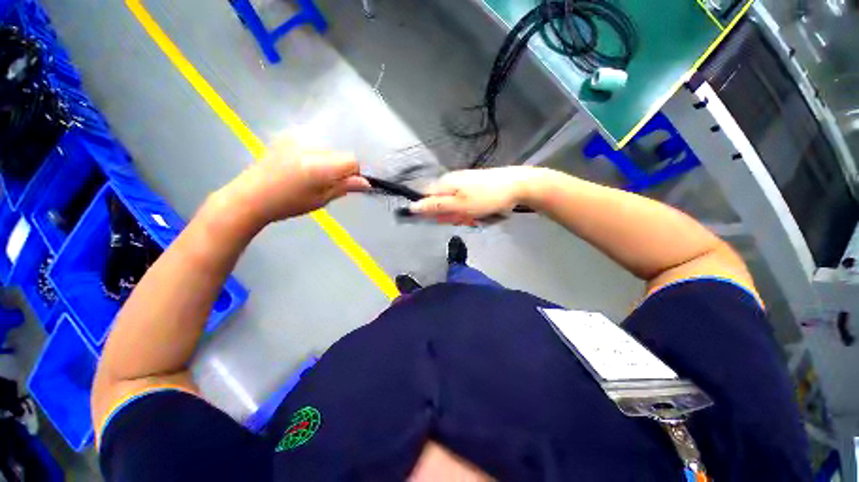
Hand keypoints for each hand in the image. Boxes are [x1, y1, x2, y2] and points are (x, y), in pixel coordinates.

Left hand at [220, 137, 369, 225]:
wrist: (250, 196)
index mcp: (318, 165)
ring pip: (327, 148)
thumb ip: (345, 187)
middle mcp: (308, 146)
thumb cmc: (288, 204)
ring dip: (327, 161)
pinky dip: (314, 154)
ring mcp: (295, 138)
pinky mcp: (286, 136)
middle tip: (327, 182)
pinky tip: (301, 166)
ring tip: (311, 175)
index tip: (346, 184)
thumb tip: (366, 183)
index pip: (351, 160)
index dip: (353, 172)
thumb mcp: (321, 200)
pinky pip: (312, 143)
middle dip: (340, 167)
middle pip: (339, 152)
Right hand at [410, 166, 541, 224]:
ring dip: (462, 215)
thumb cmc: (486, 198)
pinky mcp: (473, 187)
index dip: (431, 213)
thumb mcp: (459, 205)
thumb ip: (435, 206)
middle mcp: (450, 181)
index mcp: (444, 184)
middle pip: (440, 204)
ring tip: (475, 217)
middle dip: (450, 215)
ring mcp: (463, 183)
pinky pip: (464, 203)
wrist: (516, 186)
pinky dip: (470, 211)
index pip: (425, 199)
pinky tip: (480, 213)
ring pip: (453, 205)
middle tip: (464, 219)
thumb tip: (413, 206)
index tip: (444, 220)